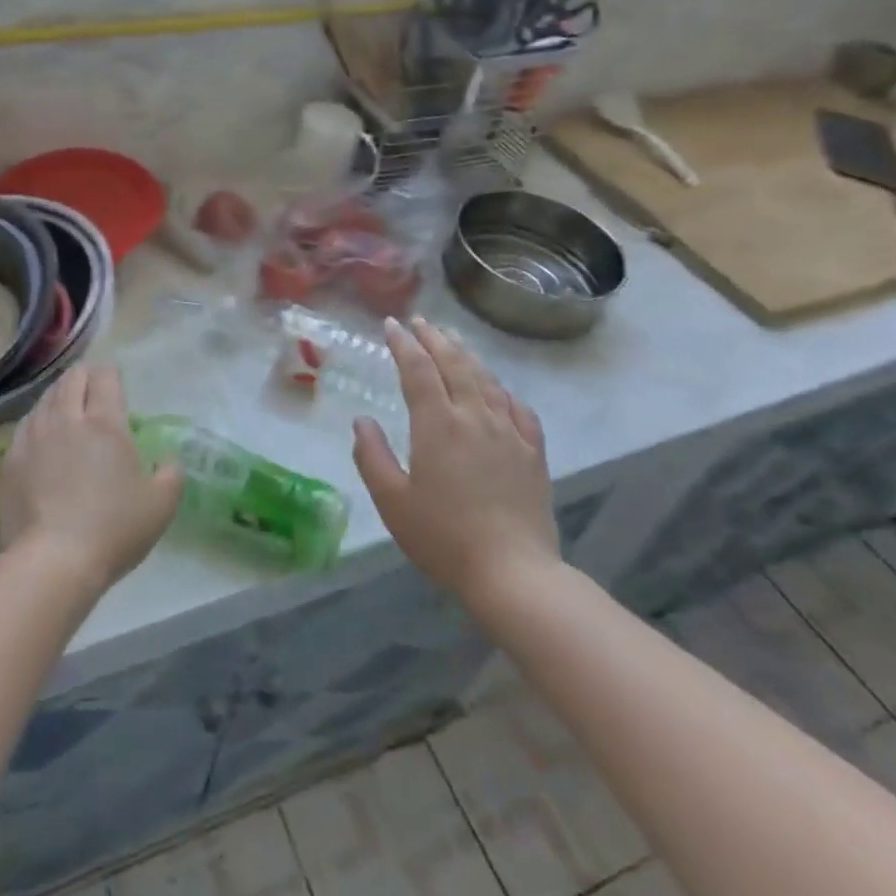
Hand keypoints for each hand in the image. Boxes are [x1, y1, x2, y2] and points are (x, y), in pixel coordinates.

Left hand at [0, 365, 183, 595]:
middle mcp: (66, 419)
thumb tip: (168, 460)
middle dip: (83, 376)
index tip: (115, 382)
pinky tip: (40, 435)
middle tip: (92, 387)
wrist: (51, 562)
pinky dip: (37, 422)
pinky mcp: (9, 460)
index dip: (110, 373)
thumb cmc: (112, 529)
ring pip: (45, 398)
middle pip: (71, 379)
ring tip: (66, 406)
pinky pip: (25, 426)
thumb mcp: (161, 505)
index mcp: (105, 423)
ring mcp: (33, 437)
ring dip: (58, 395)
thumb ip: (171, 473)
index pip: (105, 377)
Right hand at [353, 317, 559, 602]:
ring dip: (467, 356)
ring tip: (454, 341)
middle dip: (434, 339)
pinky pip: (519, 410)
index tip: (391, 324)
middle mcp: (475, 417)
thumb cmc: (444, 538)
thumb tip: (361, 420)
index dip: (403, 344)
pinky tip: (500, 391)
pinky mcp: (534, 453)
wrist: (514, 573)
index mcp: (437, 424)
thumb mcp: (392, 501)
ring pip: (487, 381)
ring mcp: (509, 433)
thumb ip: (372, 456)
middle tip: (420, 321)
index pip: (418, 370)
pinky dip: (504, 391)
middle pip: (454, 365)